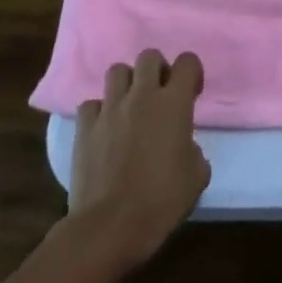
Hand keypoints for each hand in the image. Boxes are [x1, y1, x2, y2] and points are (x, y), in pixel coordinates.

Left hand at [67, 49, 211, 269]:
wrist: (111, 226)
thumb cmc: (162, 199)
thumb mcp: (197, 174)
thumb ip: (193, 148)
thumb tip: (182, 146)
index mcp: (174, 103)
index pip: (187, 61)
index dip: (192, 73)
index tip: (192, 95)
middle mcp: (142, 96)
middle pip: (148, 56)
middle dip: (157, 69)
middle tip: (160, 95)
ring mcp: (109, 110)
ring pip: (117, 71)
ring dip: (127, 84)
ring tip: (130, 107)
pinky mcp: (84, 128)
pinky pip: (91, 104)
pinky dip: (99, 112)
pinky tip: (105, 130)